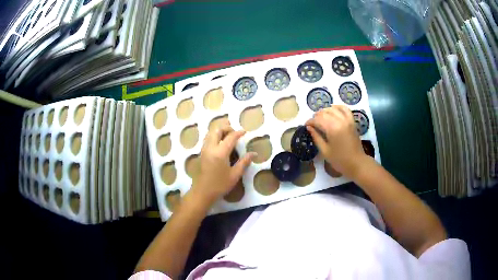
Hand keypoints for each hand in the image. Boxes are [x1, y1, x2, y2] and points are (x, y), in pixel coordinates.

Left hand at [190, 122, 255, 205]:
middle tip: (235, 132)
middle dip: (227, 128)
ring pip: (210, 133)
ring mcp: (204, 149)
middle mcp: (211, 147)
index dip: (238, 133)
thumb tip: (254, 153)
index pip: (230, 137)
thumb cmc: (220, 185)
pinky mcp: (201, 153)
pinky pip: (207, 138)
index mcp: (220, 153)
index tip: (245, 132)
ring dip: (219, 131)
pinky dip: (214, 136)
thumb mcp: (235, 175)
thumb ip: (244, 162)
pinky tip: (221, 142)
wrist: (202, 192)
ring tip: (228, 135)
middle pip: (217, 130)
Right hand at [305, 105, 366, 178]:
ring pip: (333, 109)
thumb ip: (316, 137)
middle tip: (313, 124)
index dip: (310, 122)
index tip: (306, 125)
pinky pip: (345, 109)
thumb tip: (309, 128)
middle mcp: (340, 121)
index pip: (317, 120)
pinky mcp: (352, 121)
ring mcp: (347, 120)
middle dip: (316, 116)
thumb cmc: (339, 160)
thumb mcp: (325, 151)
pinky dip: (338, 107)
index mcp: (332, 129)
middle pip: (324, 113)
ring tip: (321, 118)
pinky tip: (333, 109)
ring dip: (325, 111)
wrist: (357, 163)